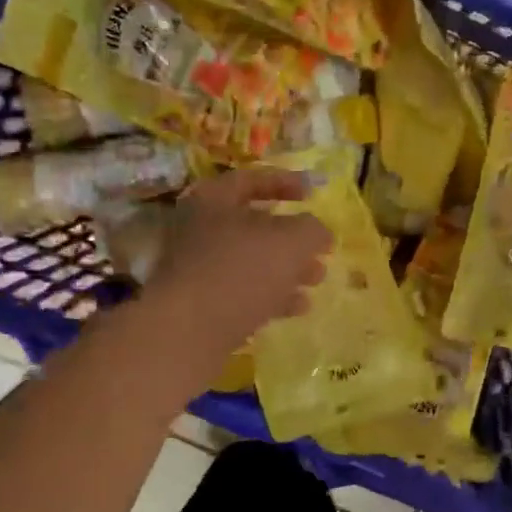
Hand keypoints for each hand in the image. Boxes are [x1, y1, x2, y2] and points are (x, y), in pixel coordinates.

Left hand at [147, 168, 331, 355]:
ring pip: (252, 263)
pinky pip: (244, 293)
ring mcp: (200, 270)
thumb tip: (319, 233)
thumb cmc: (241, 270)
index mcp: (214, 200)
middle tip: (321, 249)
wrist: (189, 331)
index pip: (252, 179)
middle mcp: (201, 230)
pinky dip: (273, 297)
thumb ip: (312, 230)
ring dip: (288, 270)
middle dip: (293, 238)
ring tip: (317, 280)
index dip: (286, 182)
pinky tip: (299, 307)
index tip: (313, 193)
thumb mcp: (291, 241)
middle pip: (254, 226)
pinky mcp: (204, 305)